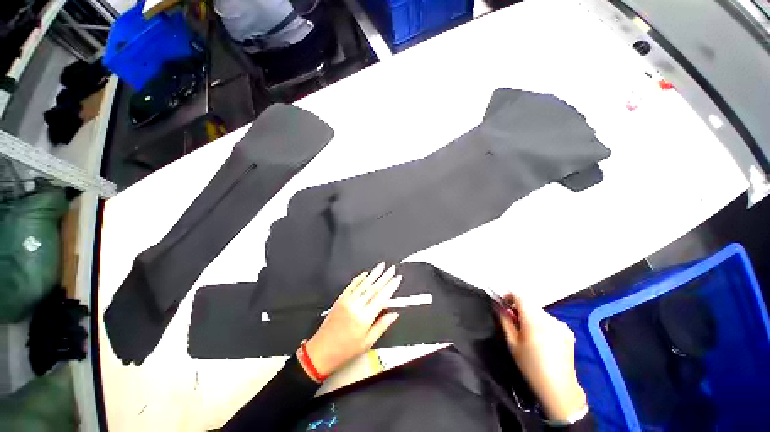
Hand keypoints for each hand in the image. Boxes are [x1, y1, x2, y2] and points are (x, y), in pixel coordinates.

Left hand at [303, 263, 401, 379]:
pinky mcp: (340, 299)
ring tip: (381, 265)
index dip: (390, 287)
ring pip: (363, 284)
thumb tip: (394, 314)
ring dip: (373, 274)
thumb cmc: (346, 350)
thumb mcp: (368, 342)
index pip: (381, 298)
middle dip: (384, 277)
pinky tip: (365, 273)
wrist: (321, 351)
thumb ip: (382, 325)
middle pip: (373, 288)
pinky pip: (351, 286)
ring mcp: (347, 301)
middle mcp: (356, 306)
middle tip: (392, 268)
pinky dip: (359, 278)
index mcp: (364, 318)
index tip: (397, 278)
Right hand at [497, 293, 586, 421]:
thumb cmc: (531, 366)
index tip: (503, 304)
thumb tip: (500, 306)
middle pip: (530, 304)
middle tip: (513, 321)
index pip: (520, 297)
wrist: (559, 387)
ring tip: (527, 332)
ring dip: (530, 316)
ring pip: (539, 312)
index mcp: (534, 320)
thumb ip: (505, 321)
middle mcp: (550, 318)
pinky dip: (541, 323)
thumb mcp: (512, 343)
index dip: (509, 297)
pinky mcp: (568, 332)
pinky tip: (541, 338)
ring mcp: (561, 325)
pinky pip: (550, 320)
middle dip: (519, 308)